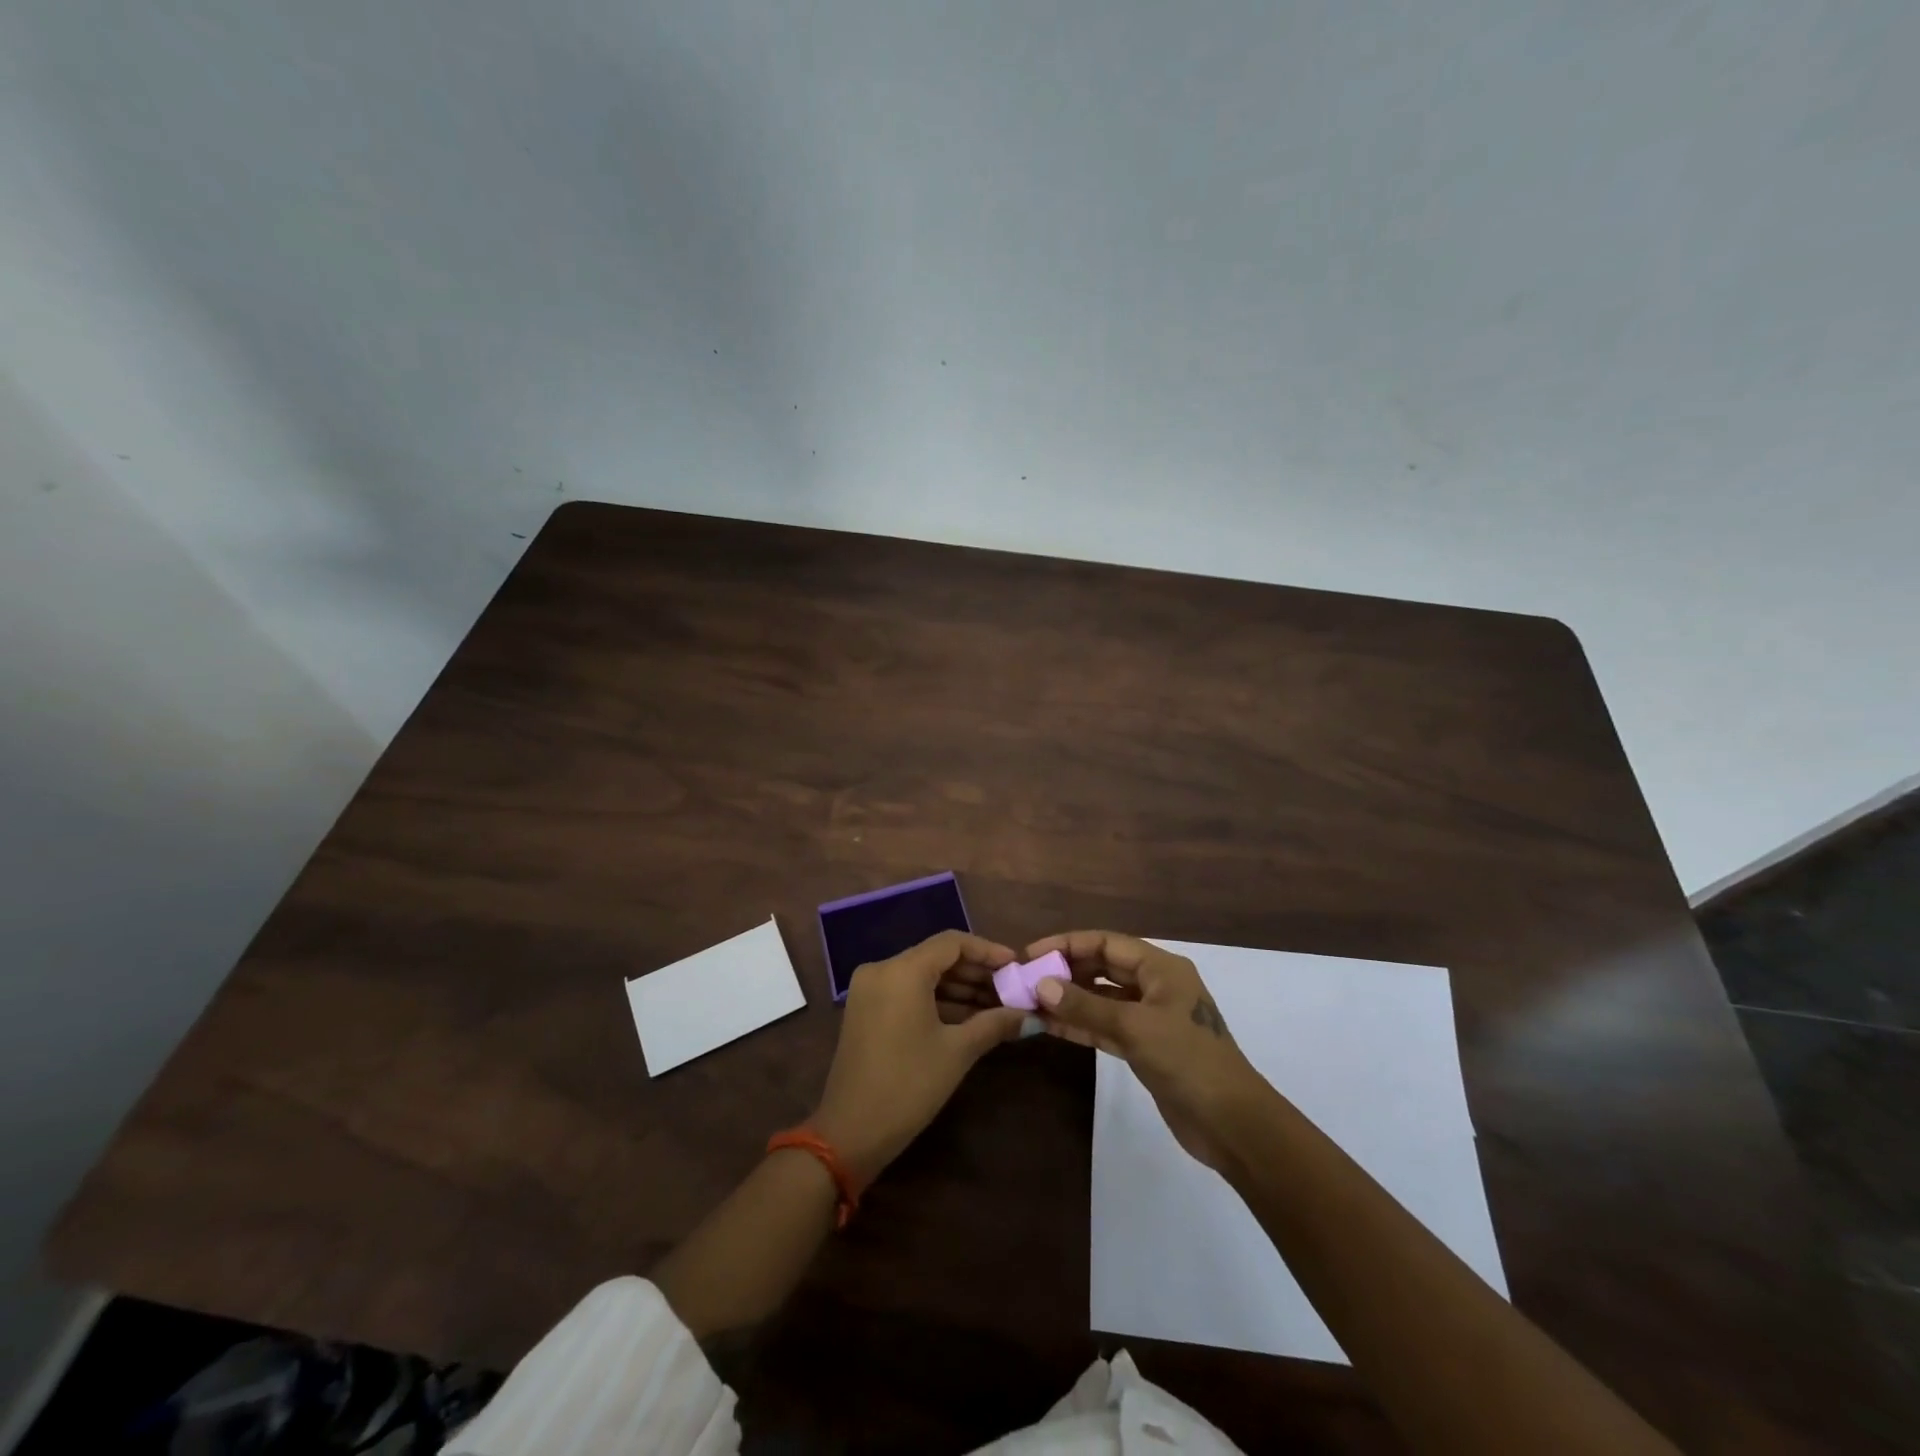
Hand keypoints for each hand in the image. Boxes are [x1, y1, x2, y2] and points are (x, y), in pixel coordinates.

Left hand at [812, 930, 1027, 1184]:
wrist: (850, 1132)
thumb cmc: (908, 1085)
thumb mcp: (957, 1052)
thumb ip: (995, 1023)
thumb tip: (1031, 1016)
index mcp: (902, 970)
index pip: (952, 943)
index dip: (988, 951)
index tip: (1016, 965)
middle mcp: (882, 969)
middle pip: (937, 957)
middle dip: (976, 972)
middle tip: (1011, 989)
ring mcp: (870, 989)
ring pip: (923, 976)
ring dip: (959, 988)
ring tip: (997, 1005)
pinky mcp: (866, 1010)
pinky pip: (908, 992)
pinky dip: (937, 1000)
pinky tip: (969, 1017)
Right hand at [1027, 930, 1270, 1173]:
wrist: (1232, 1124)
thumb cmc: (1188, 1060)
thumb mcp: (1134, 1027)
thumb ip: (1086, 1006)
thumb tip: (1041, 985)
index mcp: (1161, 968)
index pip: (1106, 943)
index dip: (1067, 944)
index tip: (1031, 955)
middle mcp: (1156, 986)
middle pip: (1103, 967)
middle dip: (1066, 971)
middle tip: (1026, 980)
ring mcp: (1151, 1018)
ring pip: (1102, 999)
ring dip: (1070, 1000)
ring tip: (1031, 1002)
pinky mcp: (1146, 1048)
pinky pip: (1106, 1026)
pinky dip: (1081, 1024)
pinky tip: (1051, 1026)